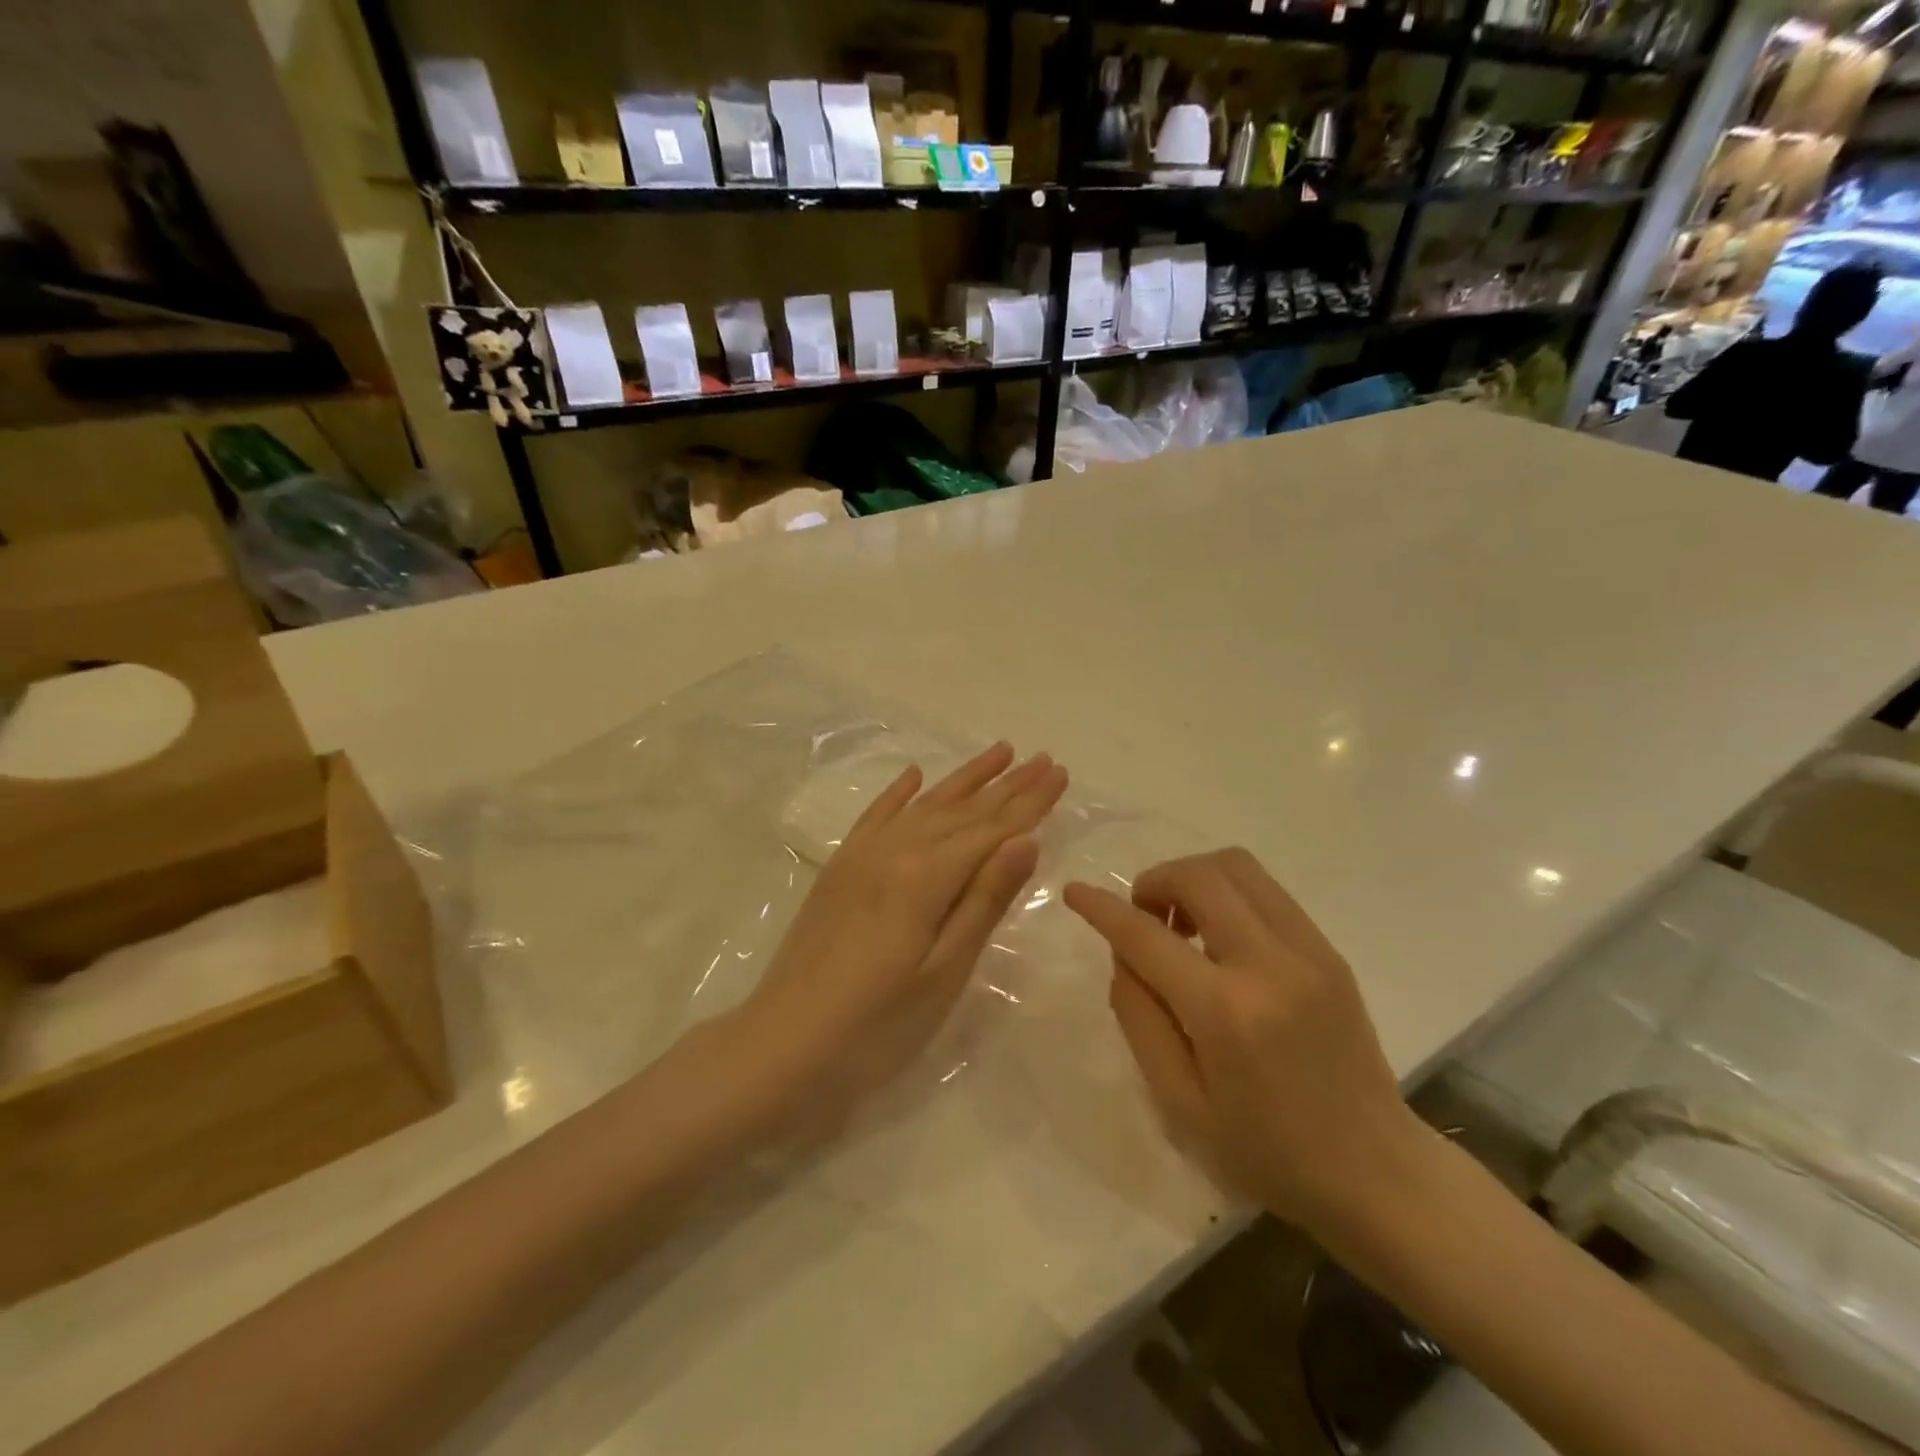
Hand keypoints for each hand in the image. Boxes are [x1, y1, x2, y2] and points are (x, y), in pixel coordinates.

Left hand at [735, 742, 1068, 1118]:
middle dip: (1008, 784)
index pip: (992, 830)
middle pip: (963, 810)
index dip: (1030, 802)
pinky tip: (914, 774)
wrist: (782, 1046)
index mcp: (926, 877)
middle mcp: (894, 852)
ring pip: (924, 805)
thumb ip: (985, 900)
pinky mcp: (839, 870)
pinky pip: (875, 816)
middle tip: (1044, 757)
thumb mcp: (944, 972)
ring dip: (964, 779)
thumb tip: (1026, 839)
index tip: (1060, 772)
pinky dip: (898, 793)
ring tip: (998, 752)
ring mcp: (861, 857)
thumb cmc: (877, 1025)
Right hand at [1064, 849, 1425, 1233]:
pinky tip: (1221, 940)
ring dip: (1193, 879)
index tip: (1075, 892)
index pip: (1147, 936)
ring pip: (1237, 867)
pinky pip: (1266, 891)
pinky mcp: (1329, 950)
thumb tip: (1125, 955)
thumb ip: (1139, 1017)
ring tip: (1182, 926)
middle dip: (1155, 881)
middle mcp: (1270, 964)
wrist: (1375, 1173)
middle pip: (1200, 875)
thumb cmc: (1265, 1152)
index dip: (1102, 908)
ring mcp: (1308, 951)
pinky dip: (1228, 895)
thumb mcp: (1178, 1102)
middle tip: (1144, 919)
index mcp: (1225, 1013)